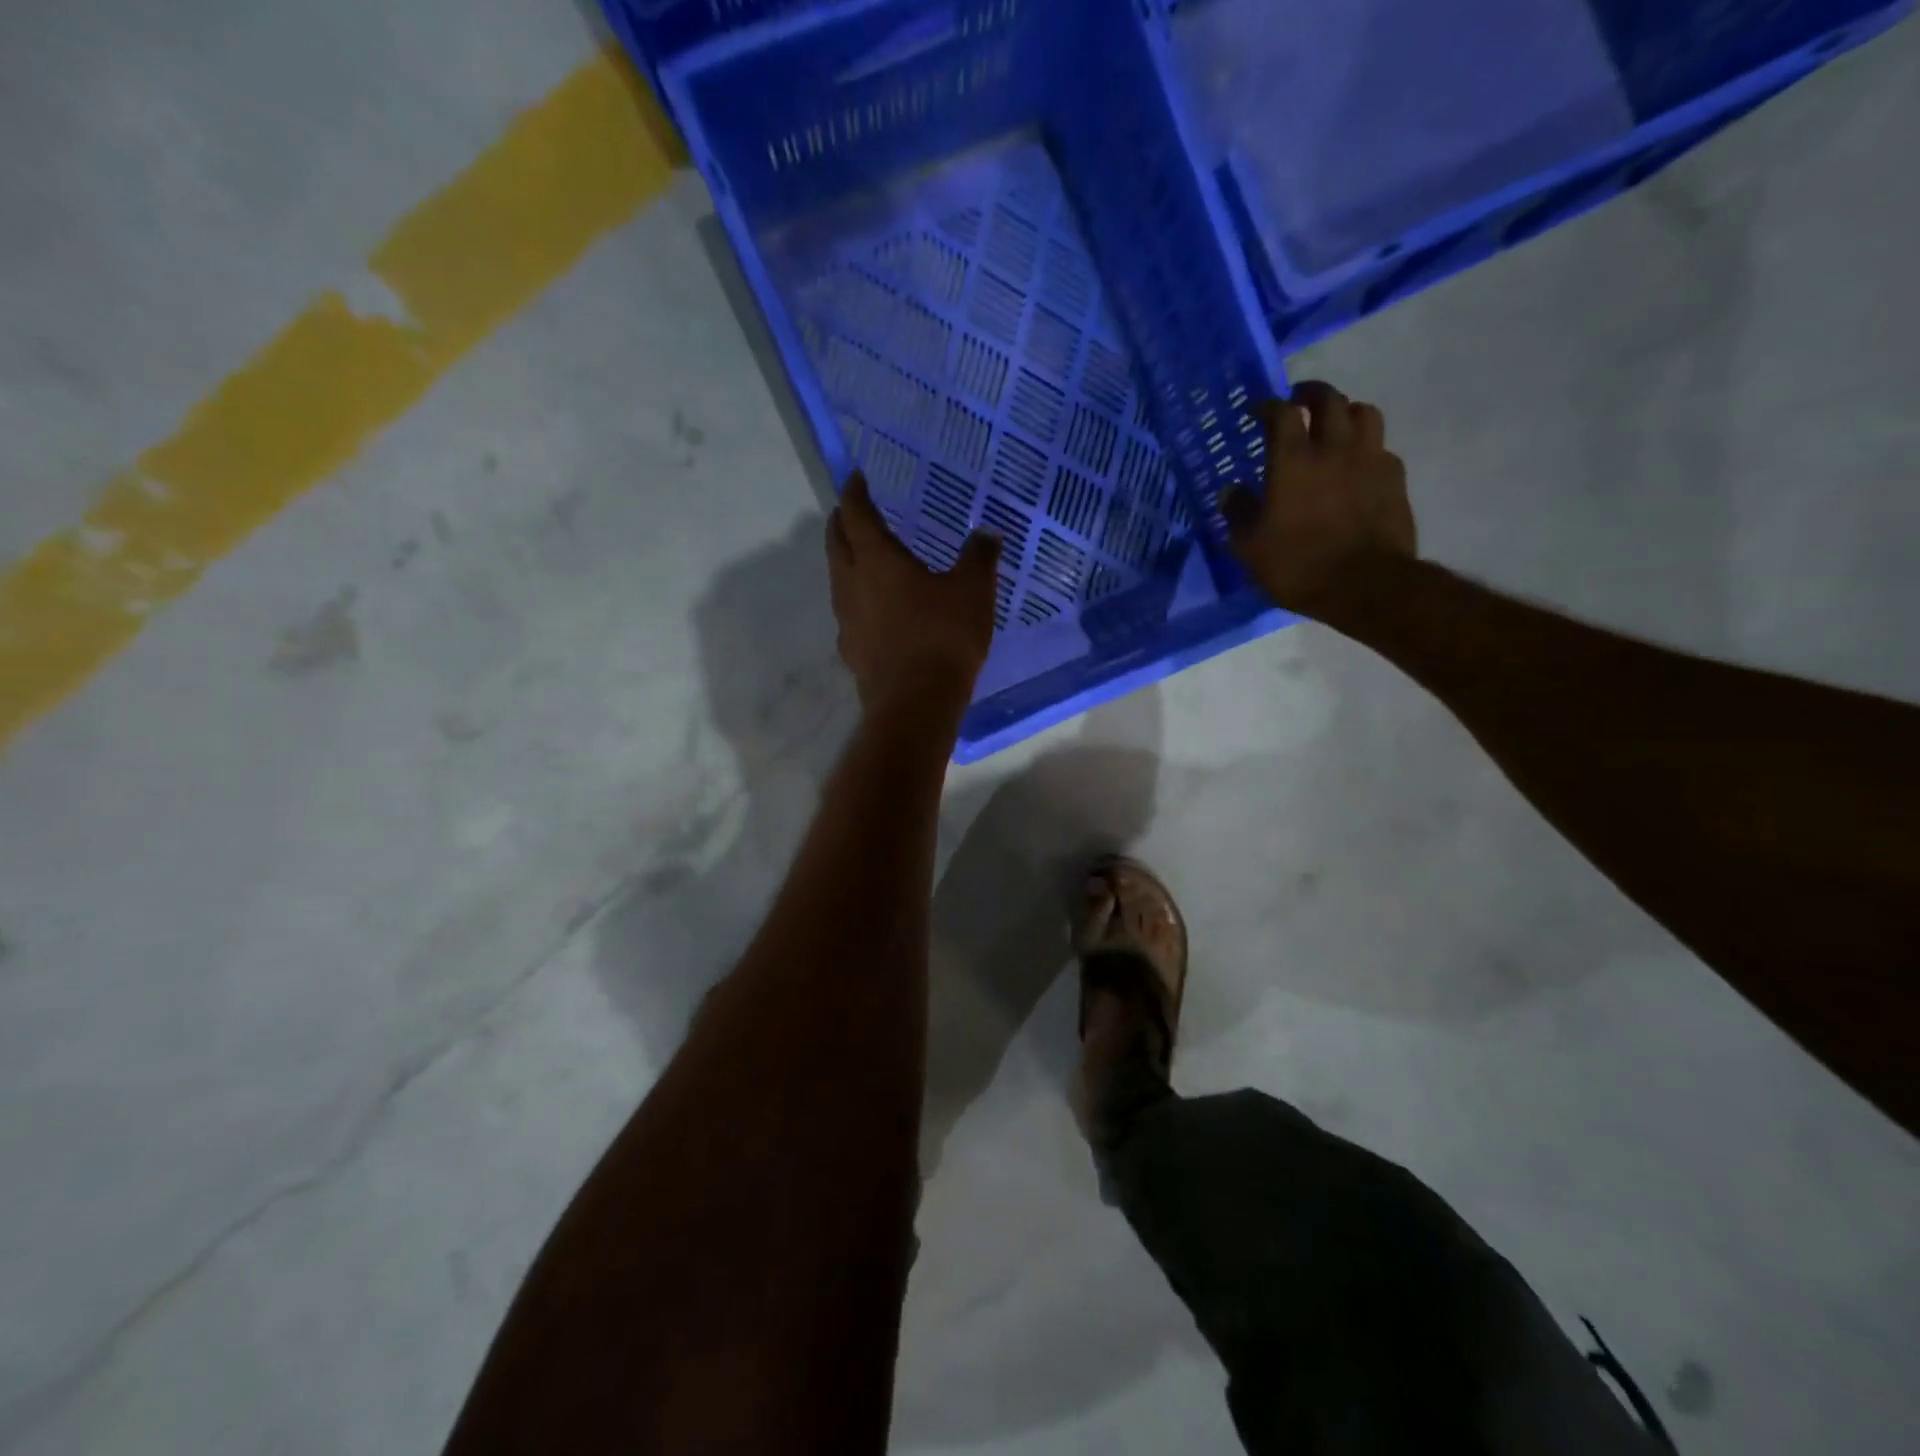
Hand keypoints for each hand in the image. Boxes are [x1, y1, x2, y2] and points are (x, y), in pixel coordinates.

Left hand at [826, 473, 1000, 717]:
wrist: (916, 703)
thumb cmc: (943, 638)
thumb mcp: (973, 591)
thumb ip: (979, 557)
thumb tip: (987, 533)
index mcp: (877, 559)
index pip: (857, 515)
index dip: (855, 493)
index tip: (857, 478)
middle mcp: (851, 583)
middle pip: (837, 543)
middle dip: (843, 522)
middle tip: (853, 512)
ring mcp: (846, 619)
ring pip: (838, 578)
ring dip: (846, 561)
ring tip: (864, 557)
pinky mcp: (851, 650)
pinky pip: (848, 612)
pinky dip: (857, 598)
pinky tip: (875, 609)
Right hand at [1221, 381, 1416, 614]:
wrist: (1366, 585)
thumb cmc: (1298, 565)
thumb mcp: (1250, 547)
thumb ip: (1238, 513)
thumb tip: (1231, 491)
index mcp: (1294, 460)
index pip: (1282, 413)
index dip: (1268, 406)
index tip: (1258, 410)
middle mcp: (1334, 448)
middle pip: (1329, 400)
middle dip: (1311, 394)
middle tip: (1298, 401)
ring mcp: (1370, 460)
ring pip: (1364, 413)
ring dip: (1345, 412)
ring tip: (1334, 425)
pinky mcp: (1394, 479)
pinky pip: (1381, 448)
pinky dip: (1367, 447)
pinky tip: (1357, 464)